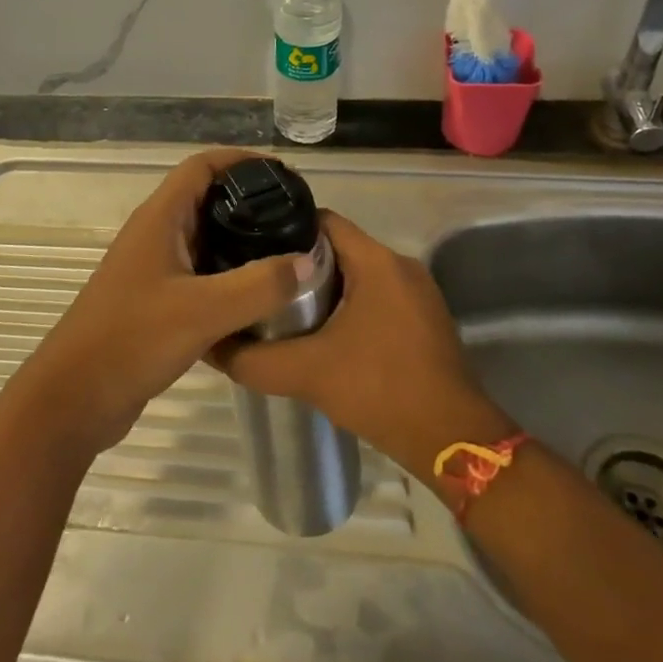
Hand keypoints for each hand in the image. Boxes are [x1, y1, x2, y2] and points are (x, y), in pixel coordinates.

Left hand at [10, 150, 305, 461]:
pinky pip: (199, 274)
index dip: (242, 160)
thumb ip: (259, 285)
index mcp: (160, 218)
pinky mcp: (155, 300)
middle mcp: (155, 234)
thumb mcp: (203, 311)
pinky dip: (228, 276)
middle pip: (206, 199)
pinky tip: (258, 296)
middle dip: (249, 202)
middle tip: (295, 217)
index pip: (202, 166)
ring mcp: (153, 268)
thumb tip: (310, 260)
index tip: (285, 175)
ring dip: (240, 241)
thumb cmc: (133, 339)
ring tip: (286, 253)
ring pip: (204, 240)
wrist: (75, 397)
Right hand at [213, 211, 512, 483]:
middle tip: (261, 281)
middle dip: (299, 261)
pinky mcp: (423, 317)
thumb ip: (253, 359)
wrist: (452, 440)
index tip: (254, 248)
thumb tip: (210, 346)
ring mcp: (417, 291)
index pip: (322, 220)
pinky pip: (376, 293)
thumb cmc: (380, 390)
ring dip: (324, 285)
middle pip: (339, 245)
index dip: (284, 229)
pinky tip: (323, 331)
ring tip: (283, 306)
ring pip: (357, 271)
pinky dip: (349, 303)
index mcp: (376, 261)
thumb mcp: (306, 374)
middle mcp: (400, 265)